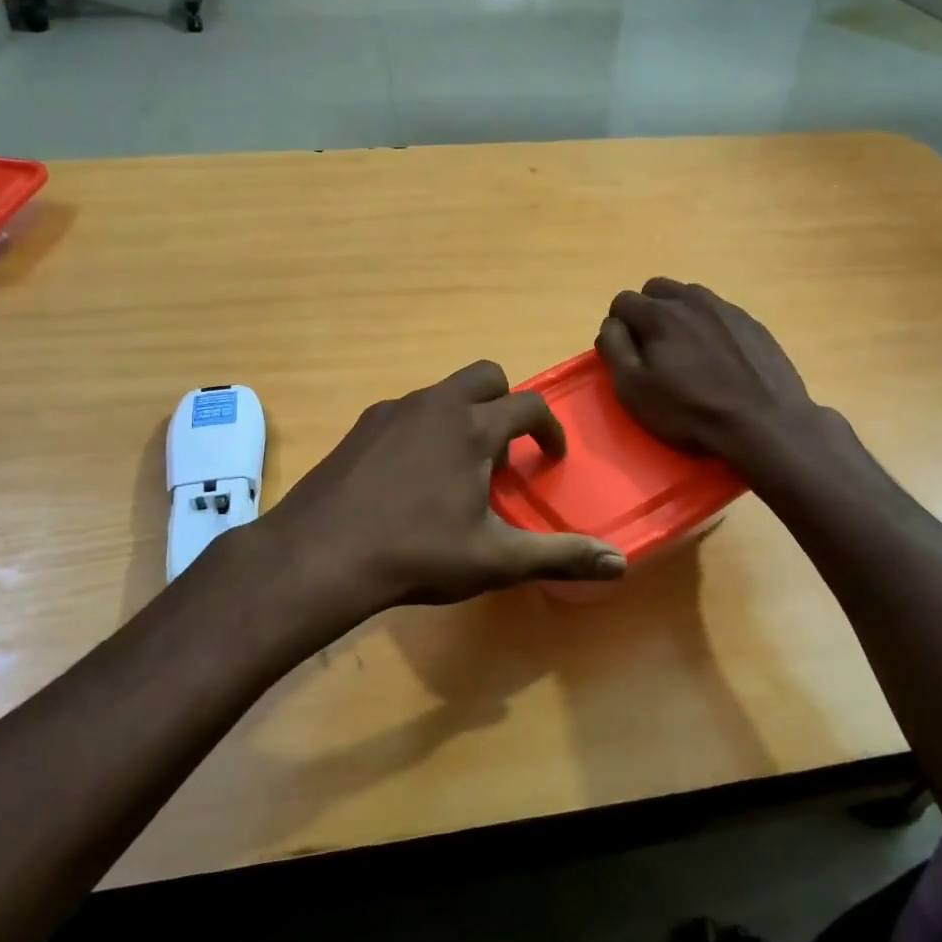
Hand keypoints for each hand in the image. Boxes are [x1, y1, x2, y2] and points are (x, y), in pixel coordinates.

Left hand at [251, 361, 626, 626]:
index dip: (549, 429)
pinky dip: (424, 428)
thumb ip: (559, 556)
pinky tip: (411, 476)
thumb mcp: (495, 560)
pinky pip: (407, 411)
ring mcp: (393, 410)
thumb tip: (621, 564)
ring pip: (443, 392)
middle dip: (505, 404)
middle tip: (503, 453)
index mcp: (473, 428)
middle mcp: (436, 405)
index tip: (550, 457)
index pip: (528, 406)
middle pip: (486, 376)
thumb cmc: (417, 554)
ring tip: (458, 469)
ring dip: (463, 416)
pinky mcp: (361, 426)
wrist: (321, 554)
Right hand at [596, 279, 817, 465]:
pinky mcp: (752, 323)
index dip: (617, 326)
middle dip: (646, 312)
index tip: (626, 354)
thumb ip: (613, 348)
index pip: (622, 300)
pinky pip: (718, 313)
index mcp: (659, 313)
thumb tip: (611, 325)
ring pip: (689, 297)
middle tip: (653, 348)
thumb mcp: (634, 388)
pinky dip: (708, 327)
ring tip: (686, 352)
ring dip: (678, 315)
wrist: (764, 423)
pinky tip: (717, 359)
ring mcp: (726, 308)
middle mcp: (692, 299)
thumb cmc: (690, 410)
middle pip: (655, 289)